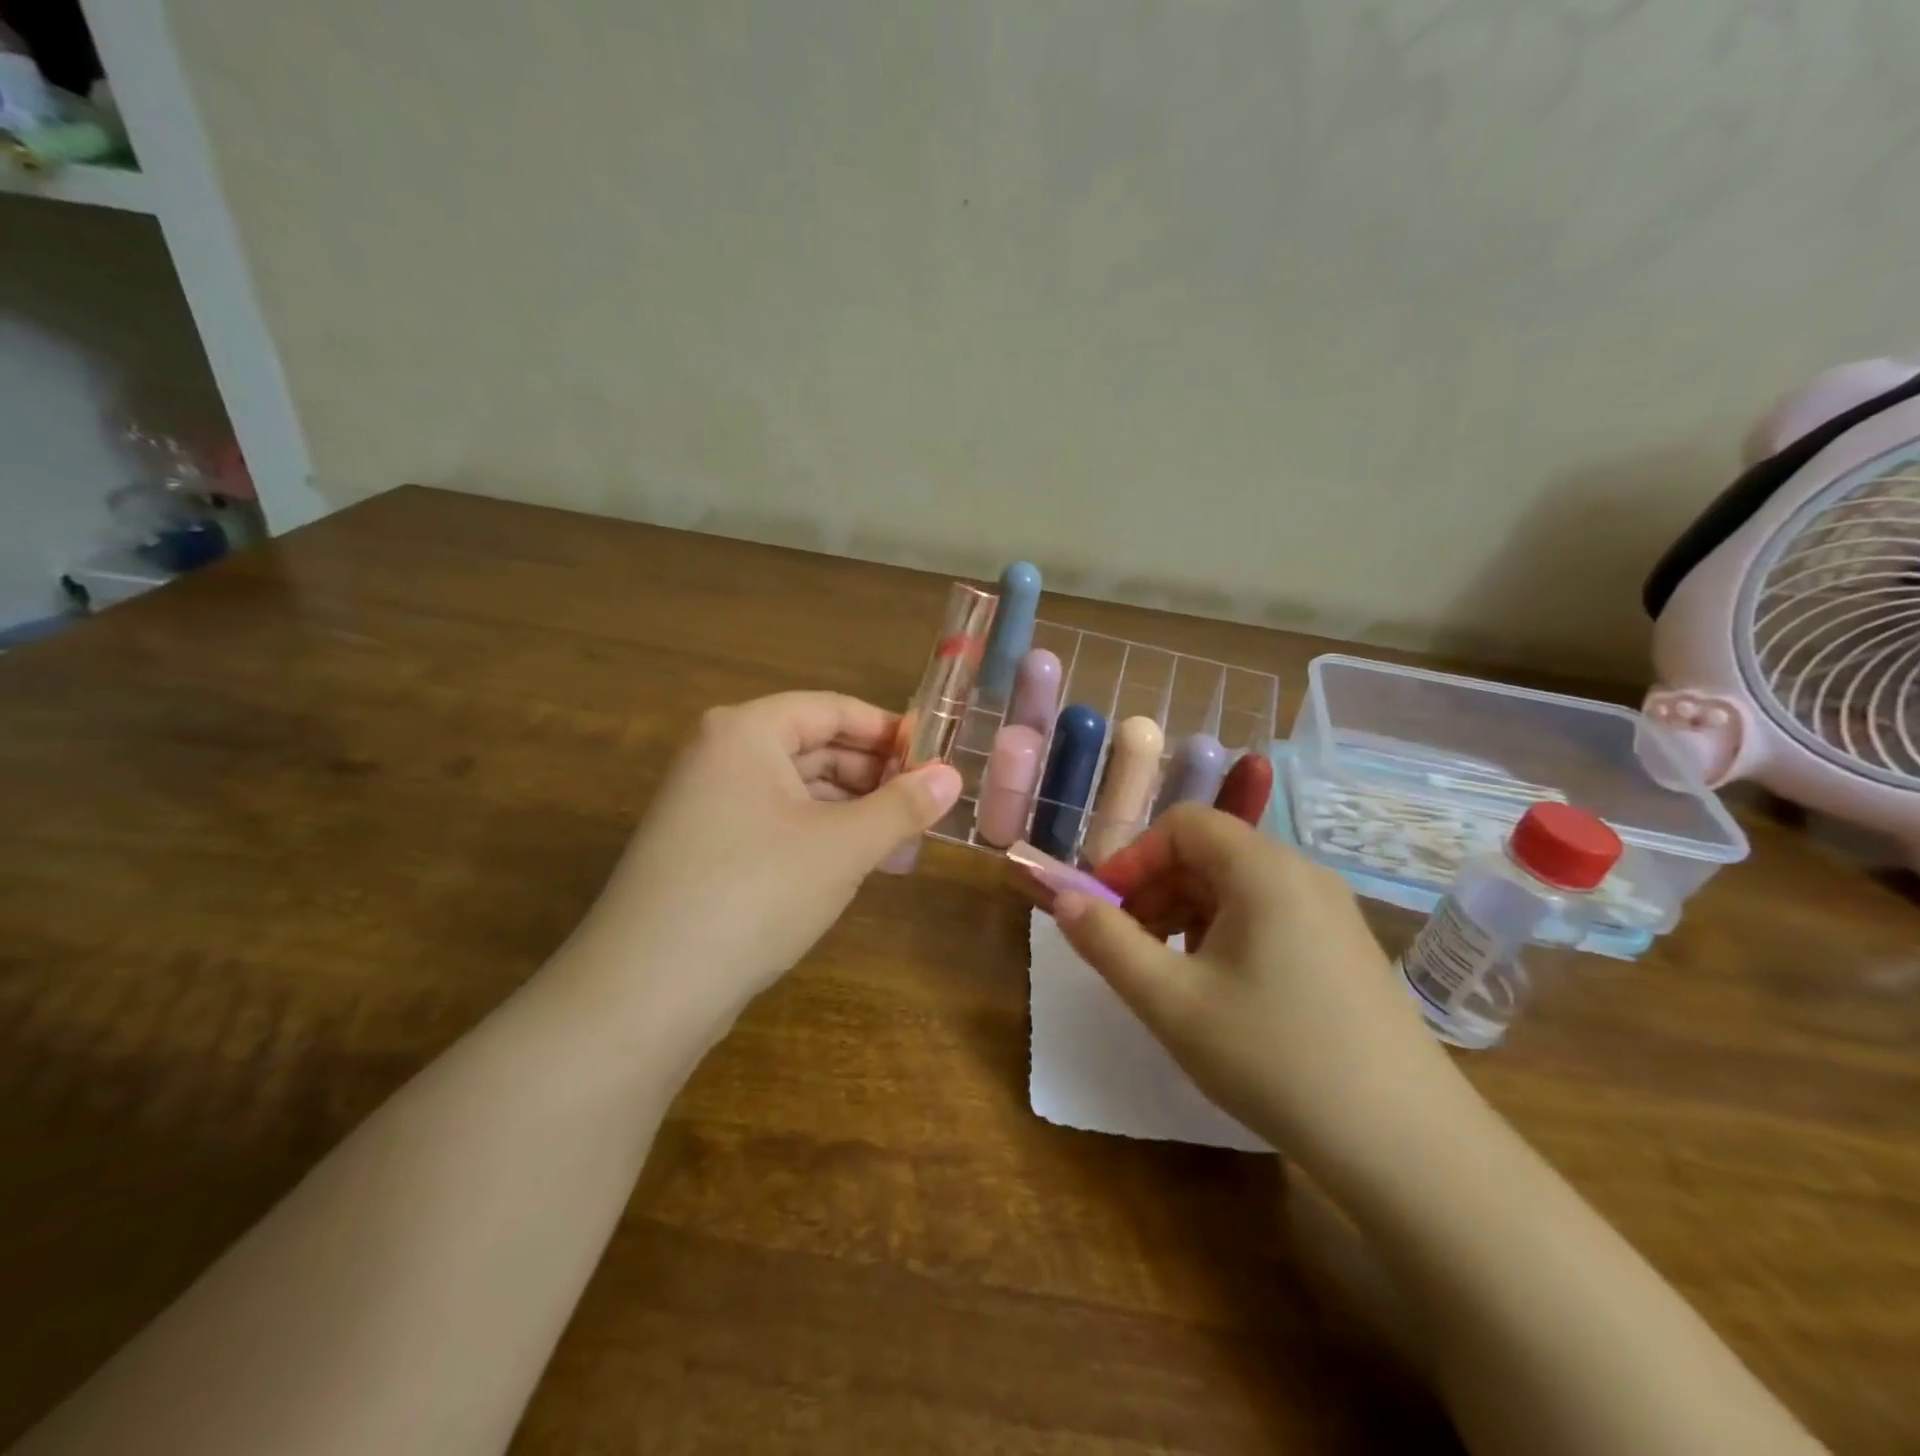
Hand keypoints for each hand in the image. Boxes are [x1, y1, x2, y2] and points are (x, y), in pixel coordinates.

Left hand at [569, 692, 960, 1031]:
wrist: (647, 990)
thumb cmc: (755, 892)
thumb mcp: (843, 846)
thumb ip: (902, 806)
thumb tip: (953, 777)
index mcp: (745, 732)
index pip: (832, 709)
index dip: (889, 731)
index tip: (937, 760)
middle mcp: (721, 756)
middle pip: (815, 747)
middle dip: (874, 778)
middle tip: (925, 810)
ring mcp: (708, 804)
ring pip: (798, 791)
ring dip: (852, 813)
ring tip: (901, 846)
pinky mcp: (706, 849)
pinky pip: (777, 824)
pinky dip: (820, 837)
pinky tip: (857, 866)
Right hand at [1053, 806, 1464, 1170]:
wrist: (1409, 1147)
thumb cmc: (1275, 1058)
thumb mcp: (1172, 1002)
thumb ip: (1107, 942)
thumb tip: (1062, 899)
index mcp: (1263, 869)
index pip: (1182, 824)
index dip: (1132, 858)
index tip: (1103, 909)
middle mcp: (1301, 874)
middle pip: (1208, 853)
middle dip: (1154, 890)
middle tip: (1125, 948)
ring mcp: (1329, 912)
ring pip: (1235, 887)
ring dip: (1184, 915)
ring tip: (1165, 975)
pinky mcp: (1343, 948)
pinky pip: (1266, 916)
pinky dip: (1223, 935)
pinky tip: (1217, 991)